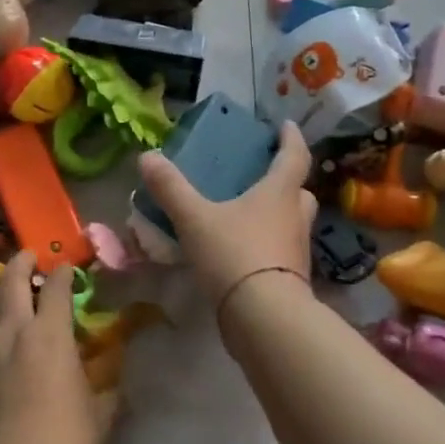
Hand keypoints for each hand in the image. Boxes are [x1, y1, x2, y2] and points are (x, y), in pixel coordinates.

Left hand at [0, 253, 116, 443]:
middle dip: (21, 263)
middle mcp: (13, 332)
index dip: (63, 275)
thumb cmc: (70, 440)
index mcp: (51, 335)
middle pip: (12, 283)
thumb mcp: (102, 409)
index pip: (58, 291)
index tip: (65, 269)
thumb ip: (106, 385)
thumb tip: (116, 375)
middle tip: (25, 256)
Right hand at [136, 120, 317, 306]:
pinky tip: (240, 251)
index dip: (291, 138)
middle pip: (297, 192)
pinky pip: (279, 252)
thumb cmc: (235, 254)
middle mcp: (295, 218)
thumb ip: (171, 188)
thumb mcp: (194, 218)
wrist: (264, 318)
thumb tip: (147, 156)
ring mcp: (296, 251)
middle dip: (284, 181)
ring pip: (291, 223)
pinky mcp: (290, 280)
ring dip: (275, 214)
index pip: (294, 156)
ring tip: (245, 214)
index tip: (285, 125)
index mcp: (279, 193)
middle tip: (261, 176)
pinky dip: (265, 245)